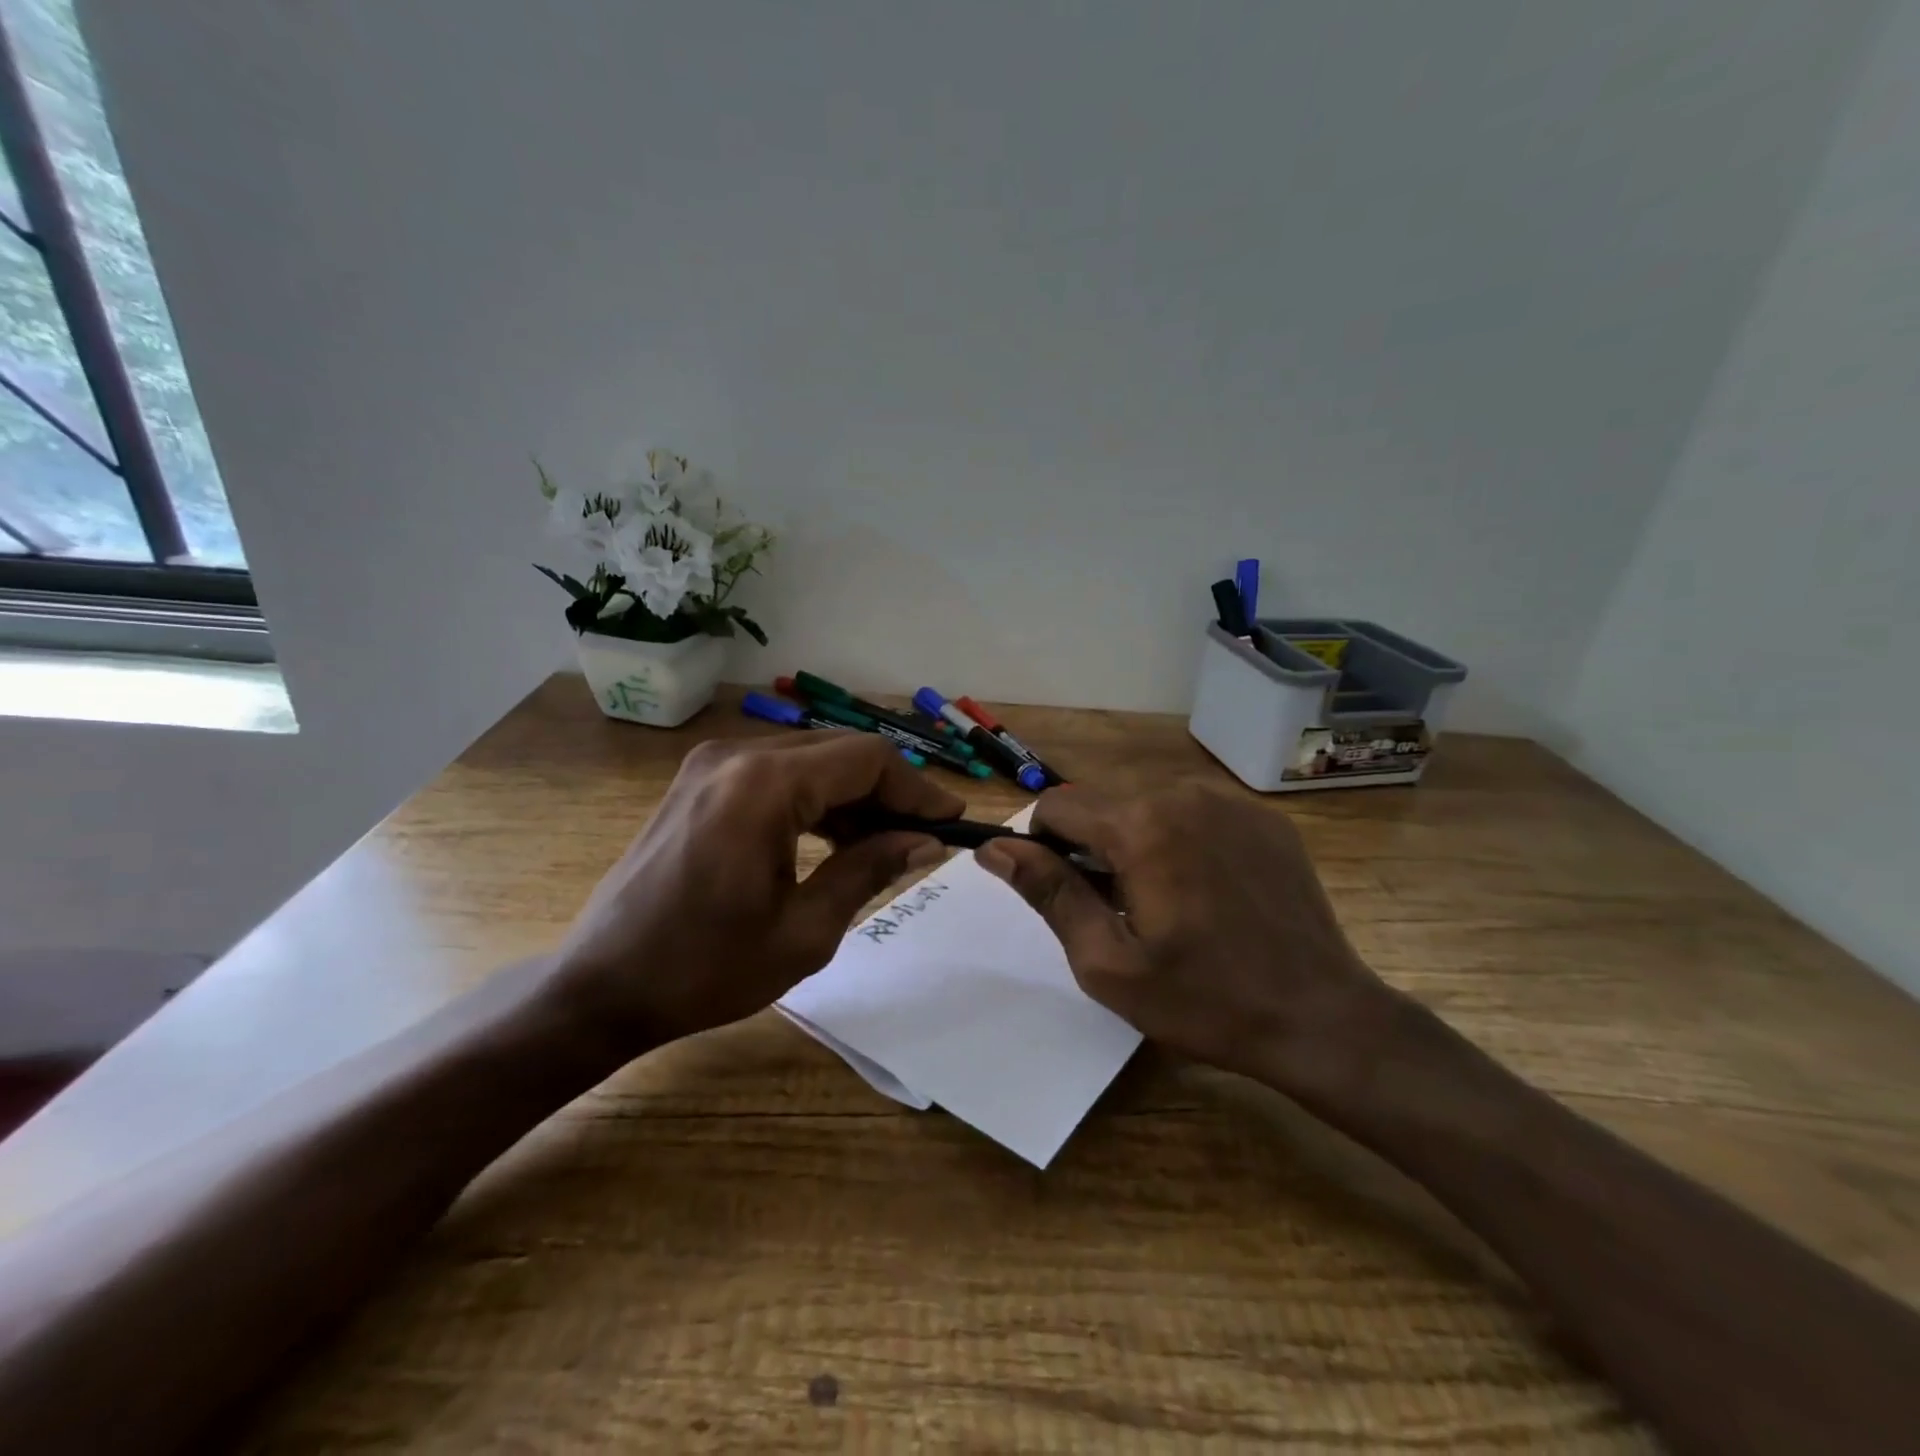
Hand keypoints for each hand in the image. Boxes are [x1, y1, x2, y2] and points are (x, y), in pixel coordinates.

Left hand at [553, 732, 963, 1049]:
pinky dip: (815, 799)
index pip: (868, 759)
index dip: (918, 788)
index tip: (952, 823)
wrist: (599, 987)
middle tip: (924, 838)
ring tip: (886, 844)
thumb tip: (925, 842)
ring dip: (854, 795)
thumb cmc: (704, 970)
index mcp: (765, 786)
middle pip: (841, 752)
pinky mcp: (699, 781)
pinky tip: (835, 838)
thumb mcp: (804, 931)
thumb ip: (870, 870)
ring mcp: (712, 764)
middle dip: (890, 791)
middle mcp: (737, 755)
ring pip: (810, 760)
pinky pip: (776, 774)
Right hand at [975, 784, 1393, 1089]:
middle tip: (1117, 908)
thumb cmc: (1204, 999)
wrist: (1321, 1017)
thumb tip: (994, 848)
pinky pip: (1194, 810)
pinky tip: (1206, 888)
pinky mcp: (1262, 816)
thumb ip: (1048, 893)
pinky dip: (1179, 837)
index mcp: (1140, 825)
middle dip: (1091, 844)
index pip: (1057, 805)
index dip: (1043, 845)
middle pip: (1102, 801)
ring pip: (1147, 802)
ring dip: (1134, 839)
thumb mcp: (1108, 961)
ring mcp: (1229, 800)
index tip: (1065, 893)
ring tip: (1164, 900)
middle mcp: (1182, 793)